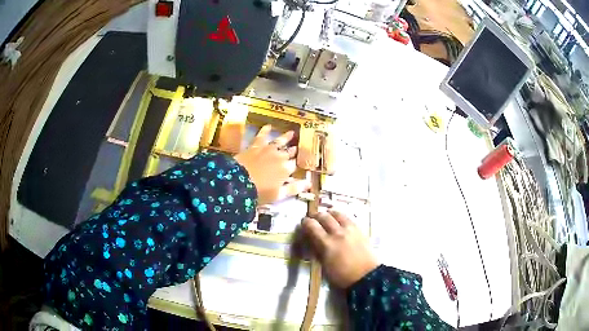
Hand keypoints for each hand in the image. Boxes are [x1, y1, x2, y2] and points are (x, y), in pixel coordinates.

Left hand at [234, 125, 309, 204]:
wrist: (238, 182)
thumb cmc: (260, 192)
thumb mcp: (279, 194)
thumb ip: (295, 188)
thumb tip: (309, 184)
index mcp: (286, 169)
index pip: (295, 165)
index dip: (296, 165)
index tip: (298, 164)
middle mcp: (280, 156)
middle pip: (289, 152)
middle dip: (293, 150)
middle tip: (297, 147)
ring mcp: (268, 150)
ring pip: (279, 141)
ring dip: (286, 137)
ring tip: (292, 133)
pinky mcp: (255, 146)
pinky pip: (261, 136)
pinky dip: (265, 131)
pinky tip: (268, 126)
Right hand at [302, 210, 377, 288]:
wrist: (366, 276)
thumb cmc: (342, 276)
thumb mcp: (324, 265)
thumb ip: (317, 250)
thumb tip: (312, 240)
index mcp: (326, 244)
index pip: (311, 226)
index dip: (305, 223)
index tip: (303, 224)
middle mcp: (337, 233)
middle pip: (323, 216)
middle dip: (315, 216)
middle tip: (313, 219)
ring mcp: (350, 230)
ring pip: (336, 213)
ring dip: (328, 214)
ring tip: (326, 217)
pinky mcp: (359, 229)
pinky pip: (347, 217)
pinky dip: (340, 216)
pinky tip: (339, 221)